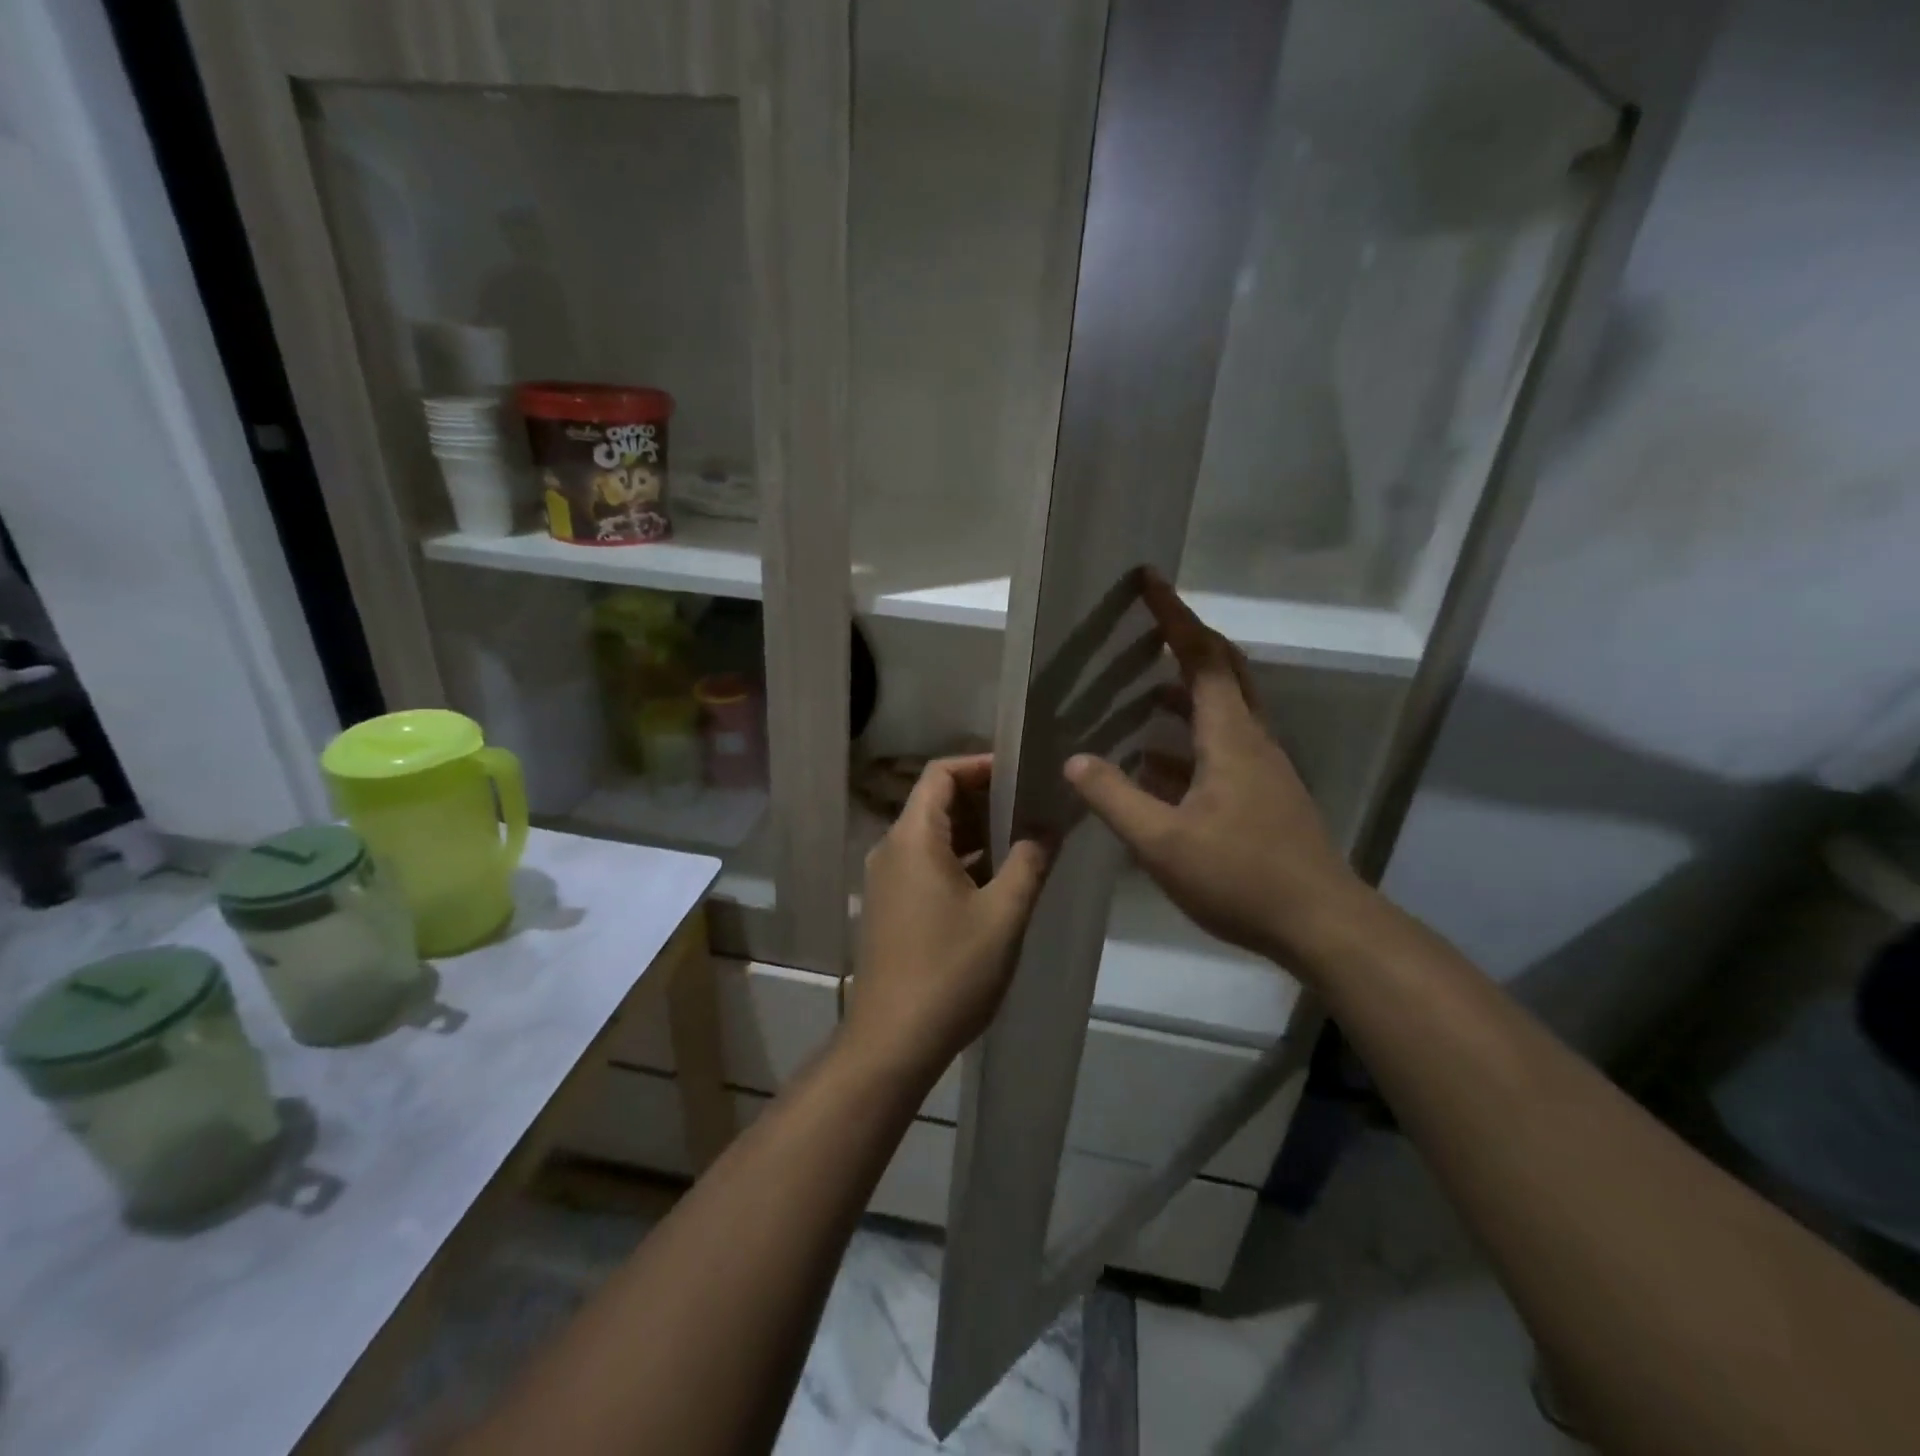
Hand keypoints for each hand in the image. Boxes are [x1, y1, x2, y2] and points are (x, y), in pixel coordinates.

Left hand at [848, 756, 1049, 1077]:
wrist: (893, 1041)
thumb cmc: (951, 971)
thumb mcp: (1004, 914)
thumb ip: (1030, 862)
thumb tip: (1047, 827)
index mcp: (913, 838)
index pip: (941, 774)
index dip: (980, 765)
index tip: (1022, 773)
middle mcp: (891, 849)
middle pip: (936, 802)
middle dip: (985, 799)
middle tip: (1034, 806)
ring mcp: (886, 880)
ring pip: (933, 836)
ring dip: (976, 833)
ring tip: (1025, 839)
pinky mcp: (890, 907)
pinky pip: (926, 865)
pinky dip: (960, 861)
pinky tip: (998, 879)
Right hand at [1064, 569, 1370, 967]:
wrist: (1321, 925)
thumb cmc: (1242, 877)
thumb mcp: (1162, 842)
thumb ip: (1114, 798)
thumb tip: (1075, 759)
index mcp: (1231, 738)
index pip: (1202, 657)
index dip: (1173, 616)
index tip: (1148, 580)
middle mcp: (1251, 741)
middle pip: (1223, 672)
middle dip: (1185, 642)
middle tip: (1146, 626)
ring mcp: (1261, 769)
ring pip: (1222, 712)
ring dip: (1183, 693)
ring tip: (1138, 690)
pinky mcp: (1263, 797)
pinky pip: (1220, 749)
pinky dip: (1186, 742)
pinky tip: (1153, 764)